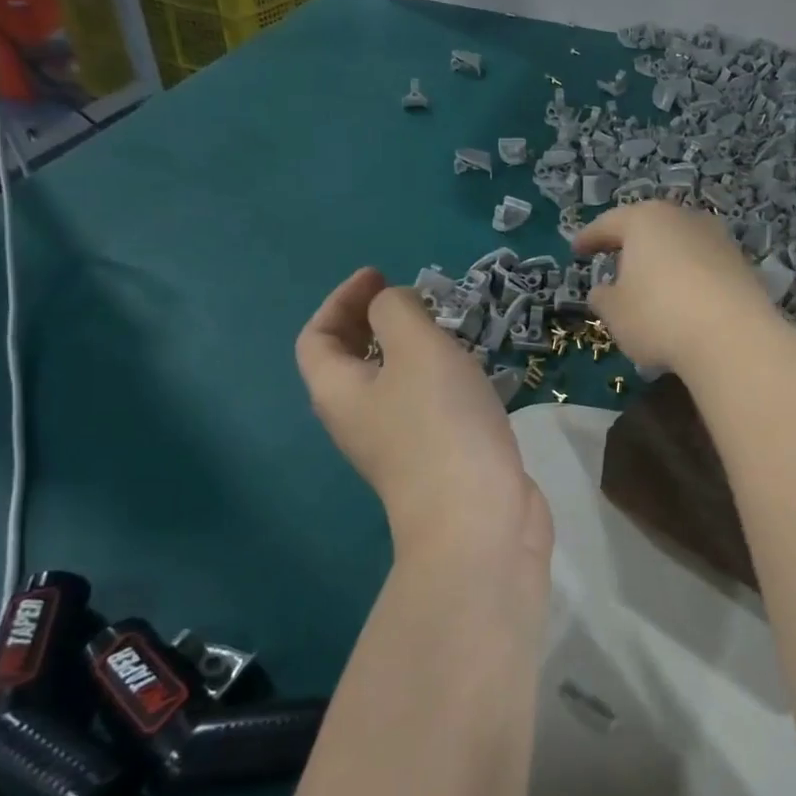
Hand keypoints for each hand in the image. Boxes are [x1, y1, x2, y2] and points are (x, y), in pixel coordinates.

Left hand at [296, 268, 551, 571]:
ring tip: (448, 329)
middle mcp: (359, 420)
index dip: (341, 300)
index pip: (317, 337)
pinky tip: (474, 373)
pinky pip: (428, 406)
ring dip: (414, 351)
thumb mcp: (417, 348)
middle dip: (377, 323)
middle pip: (352, 362)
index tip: (380, 275)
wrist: (479, 520)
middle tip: (414, 300)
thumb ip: (398, 311)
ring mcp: (398, 445)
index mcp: (338, 391)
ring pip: (394, 384)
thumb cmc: (440, 425)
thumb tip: (395, 308)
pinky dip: (441, 380)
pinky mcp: (437, 460)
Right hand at [573, 201, 788, 377]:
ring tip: (651, 286)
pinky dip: (689, 279)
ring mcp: (717, 239)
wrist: (732, 337)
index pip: (609, 224)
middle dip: (632, 245)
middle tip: (616, 262)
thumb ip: (603, 297)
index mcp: (645, 220)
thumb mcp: (615, 312)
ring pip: (680, 245)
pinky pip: (703, 267)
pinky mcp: (742, 265)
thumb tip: (604, 290)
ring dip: (663, 262)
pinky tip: (683, 303)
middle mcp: (683, 219)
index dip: (590, 238)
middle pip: (650, 228)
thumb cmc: (658, 316)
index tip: (577, 249)